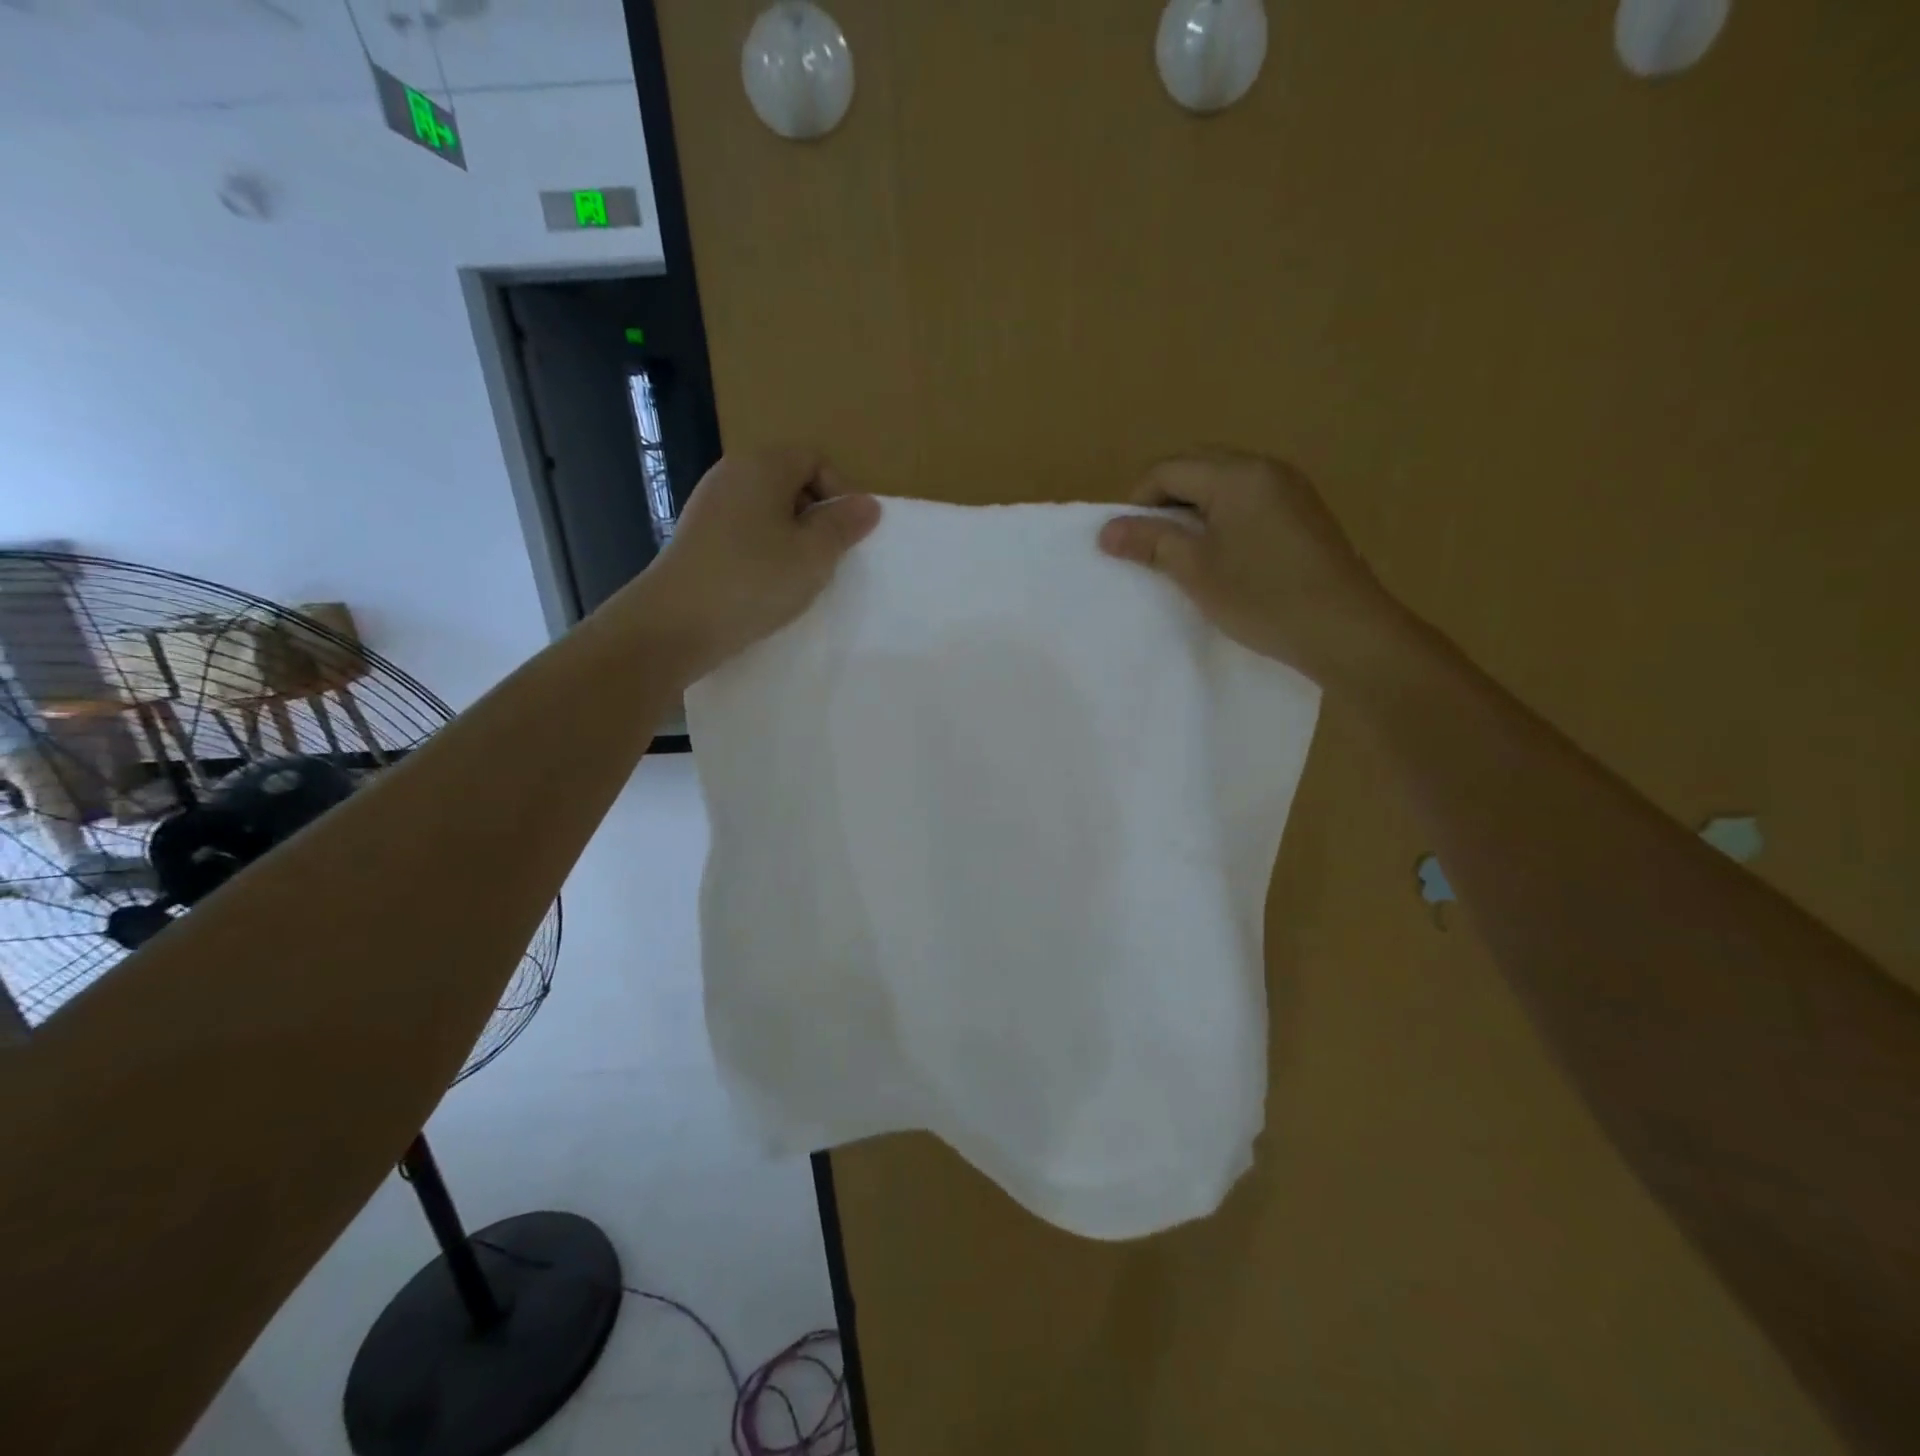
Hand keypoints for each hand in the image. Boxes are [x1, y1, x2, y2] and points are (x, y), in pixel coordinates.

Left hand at [635, 448, 880, 675]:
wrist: (675, 623)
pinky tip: (767, 586)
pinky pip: (746, 533)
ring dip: (792, 540)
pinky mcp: (699, 538)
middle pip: (790, 482)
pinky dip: (765, 553)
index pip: (814, 458)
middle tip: (826, 559)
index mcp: (762, 465)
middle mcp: (732, 474)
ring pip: (768, 511)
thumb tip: (867, 504)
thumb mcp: (814, 555)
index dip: (839, 492)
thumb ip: (844, 525)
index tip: (846, 535)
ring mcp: (710, 506)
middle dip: (817, 517)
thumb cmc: (753, 580)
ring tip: (798, 577)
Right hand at [1097, 449, 1405, 685]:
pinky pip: (1249, 499)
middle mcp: (1266, 468)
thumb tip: (1105, 531)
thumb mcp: (1196, 570)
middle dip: (1165, 500)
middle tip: (1151, 544)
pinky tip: (1222, 554)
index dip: (1137, 501)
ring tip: (1183, 552)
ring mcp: (1290, 489)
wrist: (1345, 630)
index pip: (1169, 469)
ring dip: (1193, 509)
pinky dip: (1223, 517)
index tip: (1128, 542)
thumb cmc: (1262, 597)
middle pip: (1197, 466)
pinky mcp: (1304, 513)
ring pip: (1224, 483)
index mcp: (1237, 474)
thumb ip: (1150, 542)